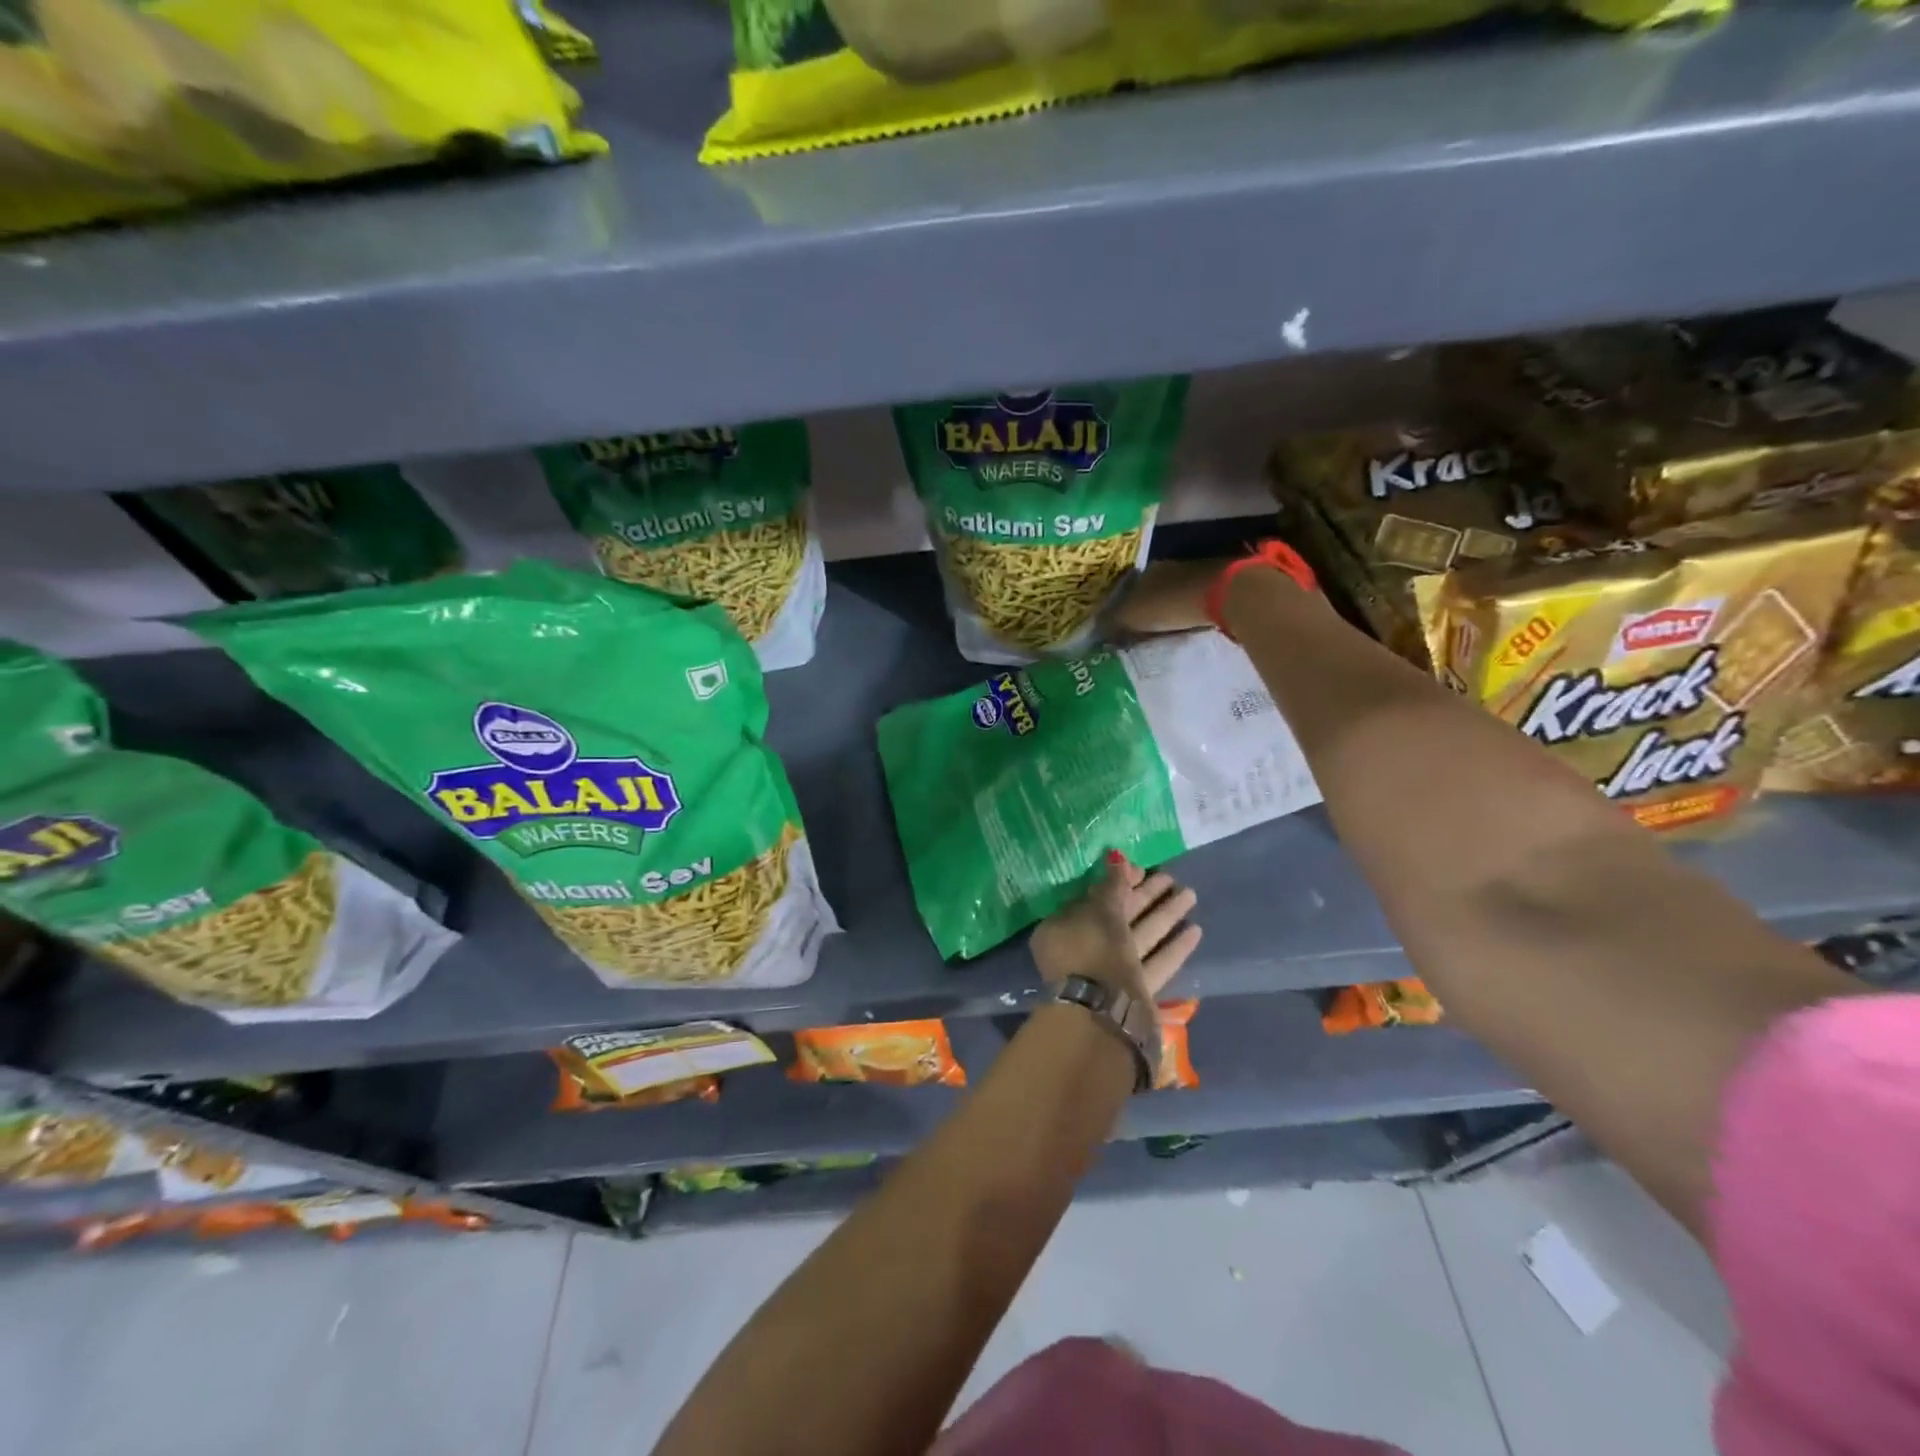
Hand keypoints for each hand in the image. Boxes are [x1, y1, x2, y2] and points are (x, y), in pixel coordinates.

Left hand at [1029, 852, 1201, 1000]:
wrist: (1104, 1013)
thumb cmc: (1093, 949)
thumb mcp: (1100, 909)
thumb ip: (1111, 885)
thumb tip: (1117, 859)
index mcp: (1063, 928)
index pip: (1093, 899)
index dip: (1118, 883)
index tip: (1142, 870)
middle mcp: (1083, 950)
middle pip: (1119, 917)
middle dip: (1146, 897)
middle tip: (1172, 878)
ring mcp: (1109, 974)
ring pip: (1140, 938)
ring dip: (1165, 917)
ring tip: (1191, 895)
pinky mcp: (1133, 993)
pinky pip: (1154, 964)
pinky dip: (1172, 948)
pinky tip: (1195, 930)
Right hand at [1110, 558, 1232, 635]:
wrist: (1226, 594)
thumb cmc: (1172, 603)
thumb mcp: (1134, 617)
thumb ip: (1113, 624)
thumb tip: (1095, 633)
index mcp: (1146, 569)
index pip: (1127, 587)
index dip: (1121, 605)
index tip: (1117, 623)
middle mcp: (1169, 566)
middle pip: (1152, 588)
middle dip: (1146, 605)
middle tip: (1139, 628)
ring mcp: (1195, 571)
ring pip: (1174, 592)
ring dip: (1169, 607)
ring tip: (1163, 628)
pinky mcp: (1218, 582)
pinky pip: (1195, 599)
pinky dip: (1189, 610)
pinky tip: (1188, 623)